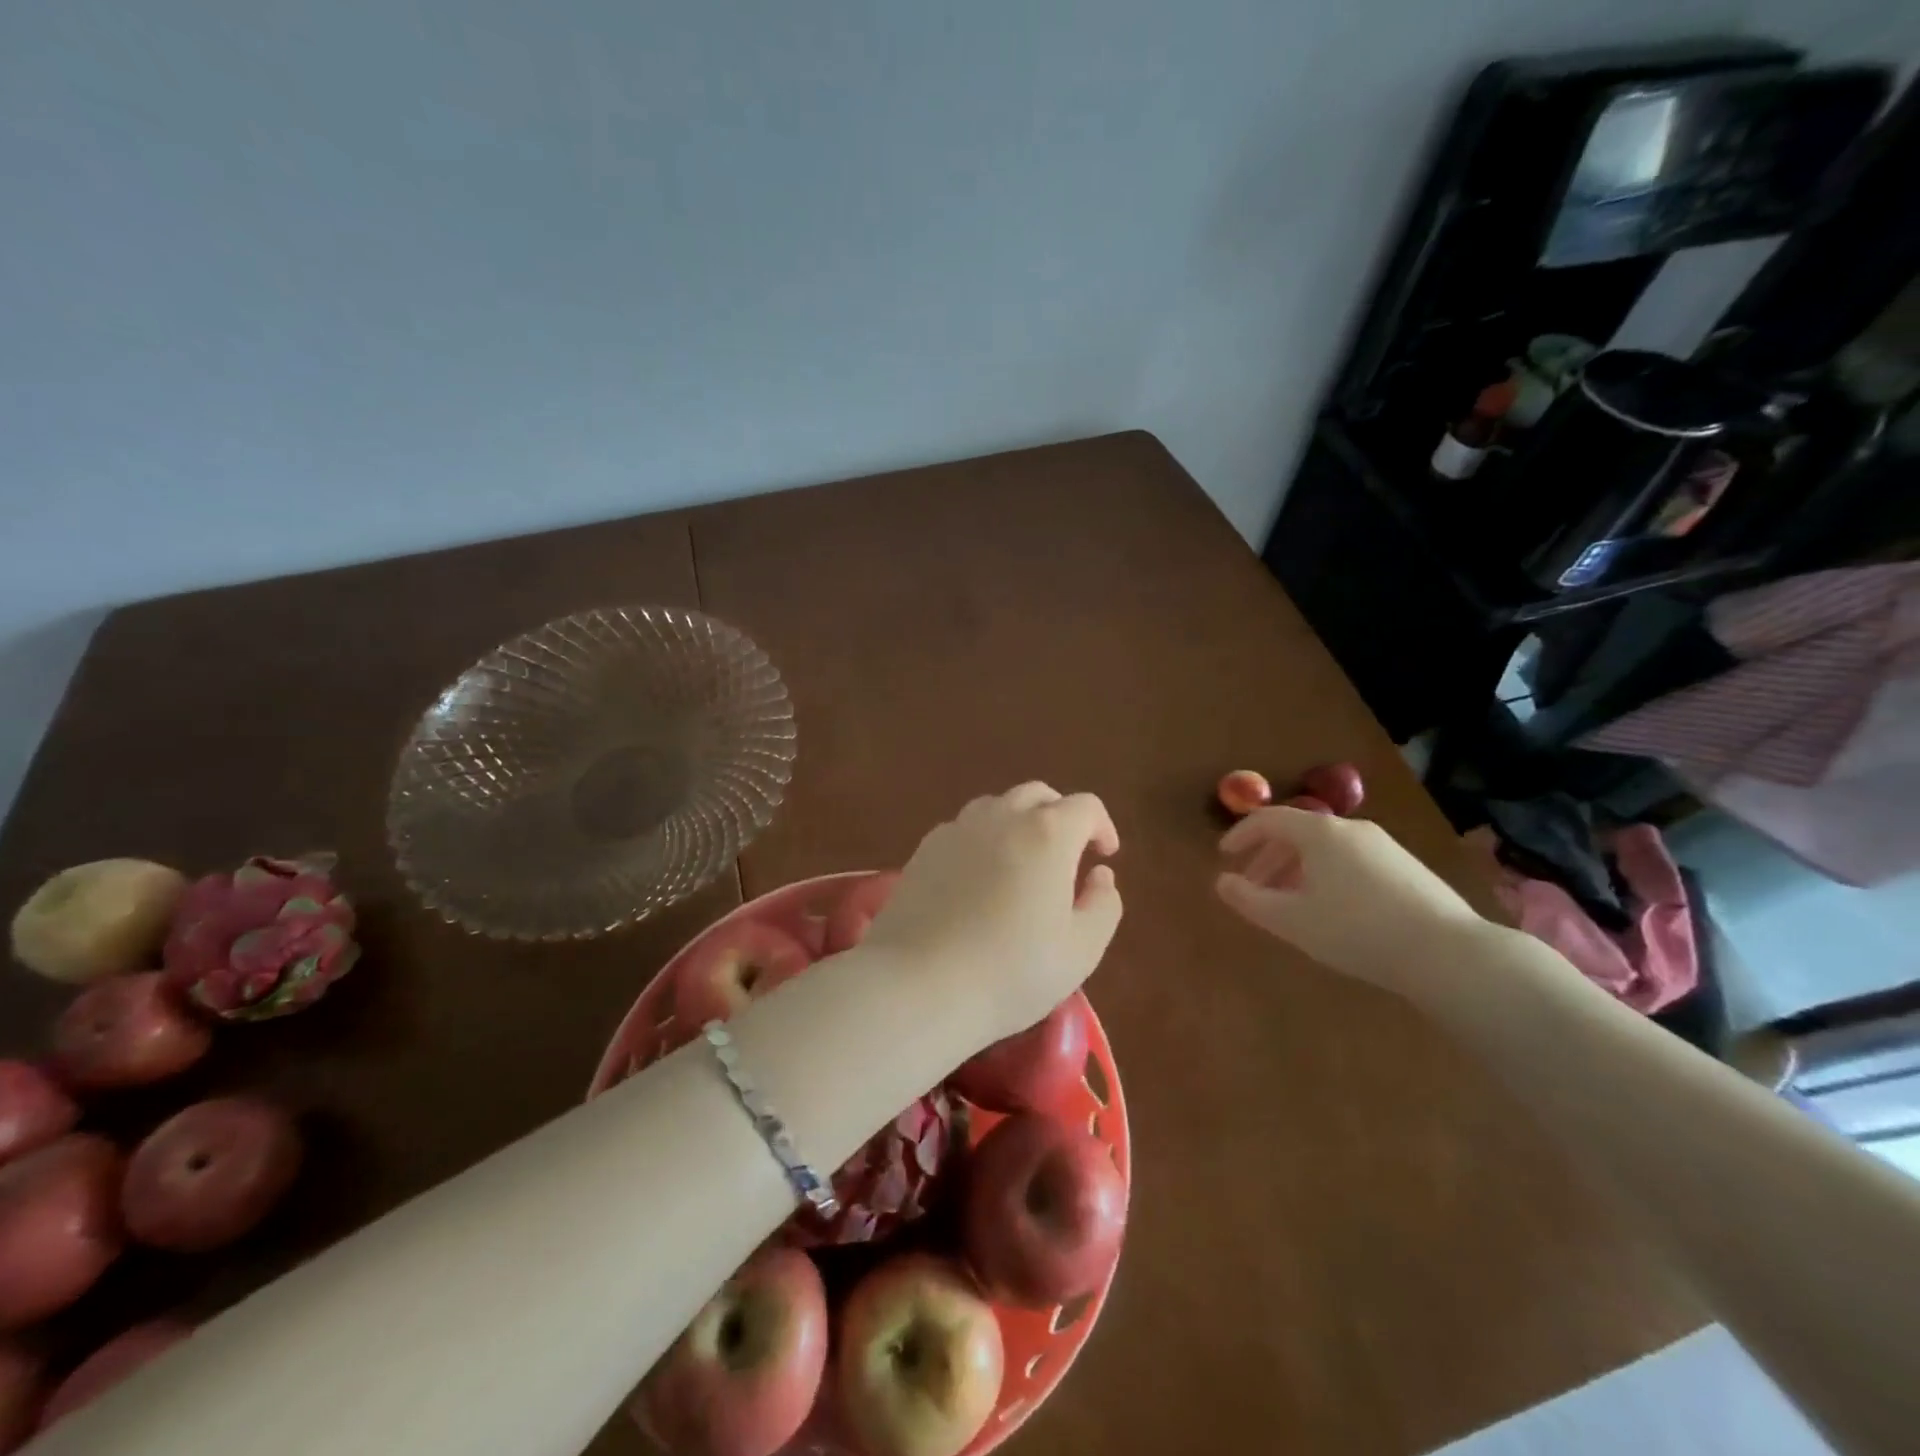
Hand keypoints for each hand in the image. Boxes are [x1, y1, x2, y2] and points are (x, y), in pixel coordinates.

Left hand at [863, 782, 1121, 1043]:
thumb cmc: (1011, 972)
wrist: (918, 985)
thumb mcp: (1081, 950)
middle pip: (1038, 795)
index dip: (1102, 826)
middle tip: (1067, 854)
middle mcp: (1001, 817)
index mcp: (1047, 834)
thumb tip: (1099, 874)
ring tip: (1022, 863)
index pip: (1085, 806)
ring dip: (1019, 822)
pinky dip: (983, 839)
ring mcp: (957, 829)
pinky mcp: (924, 849)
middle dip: (1060, 815)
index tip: (1104, 856)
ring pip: (997, 806)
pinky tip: (978, 878)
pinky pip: (964, 828)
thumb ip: (1103, 904)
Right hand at [1215, 807, 1487, 999]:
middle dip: (1268, 857)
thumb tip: (1222, 882)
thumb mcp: (1292, 920)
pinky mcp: (1406, 867)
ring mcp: (1384, 846)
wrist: (1448, 953)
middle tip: (1252, 886)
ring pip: (1325, 848)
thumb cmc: (1356, 930)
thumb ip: (1250, 900)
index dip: (1241, 834)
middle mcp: (1351, 829)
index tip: (1224, 856)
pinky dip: (1325, 874)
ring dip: (1296, 869)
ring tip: (1288, 902)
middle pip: (1297, 833)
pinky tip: (1330, 909)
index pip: (1268, 819)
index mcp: (1320, 832)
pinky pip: (1350, 860)